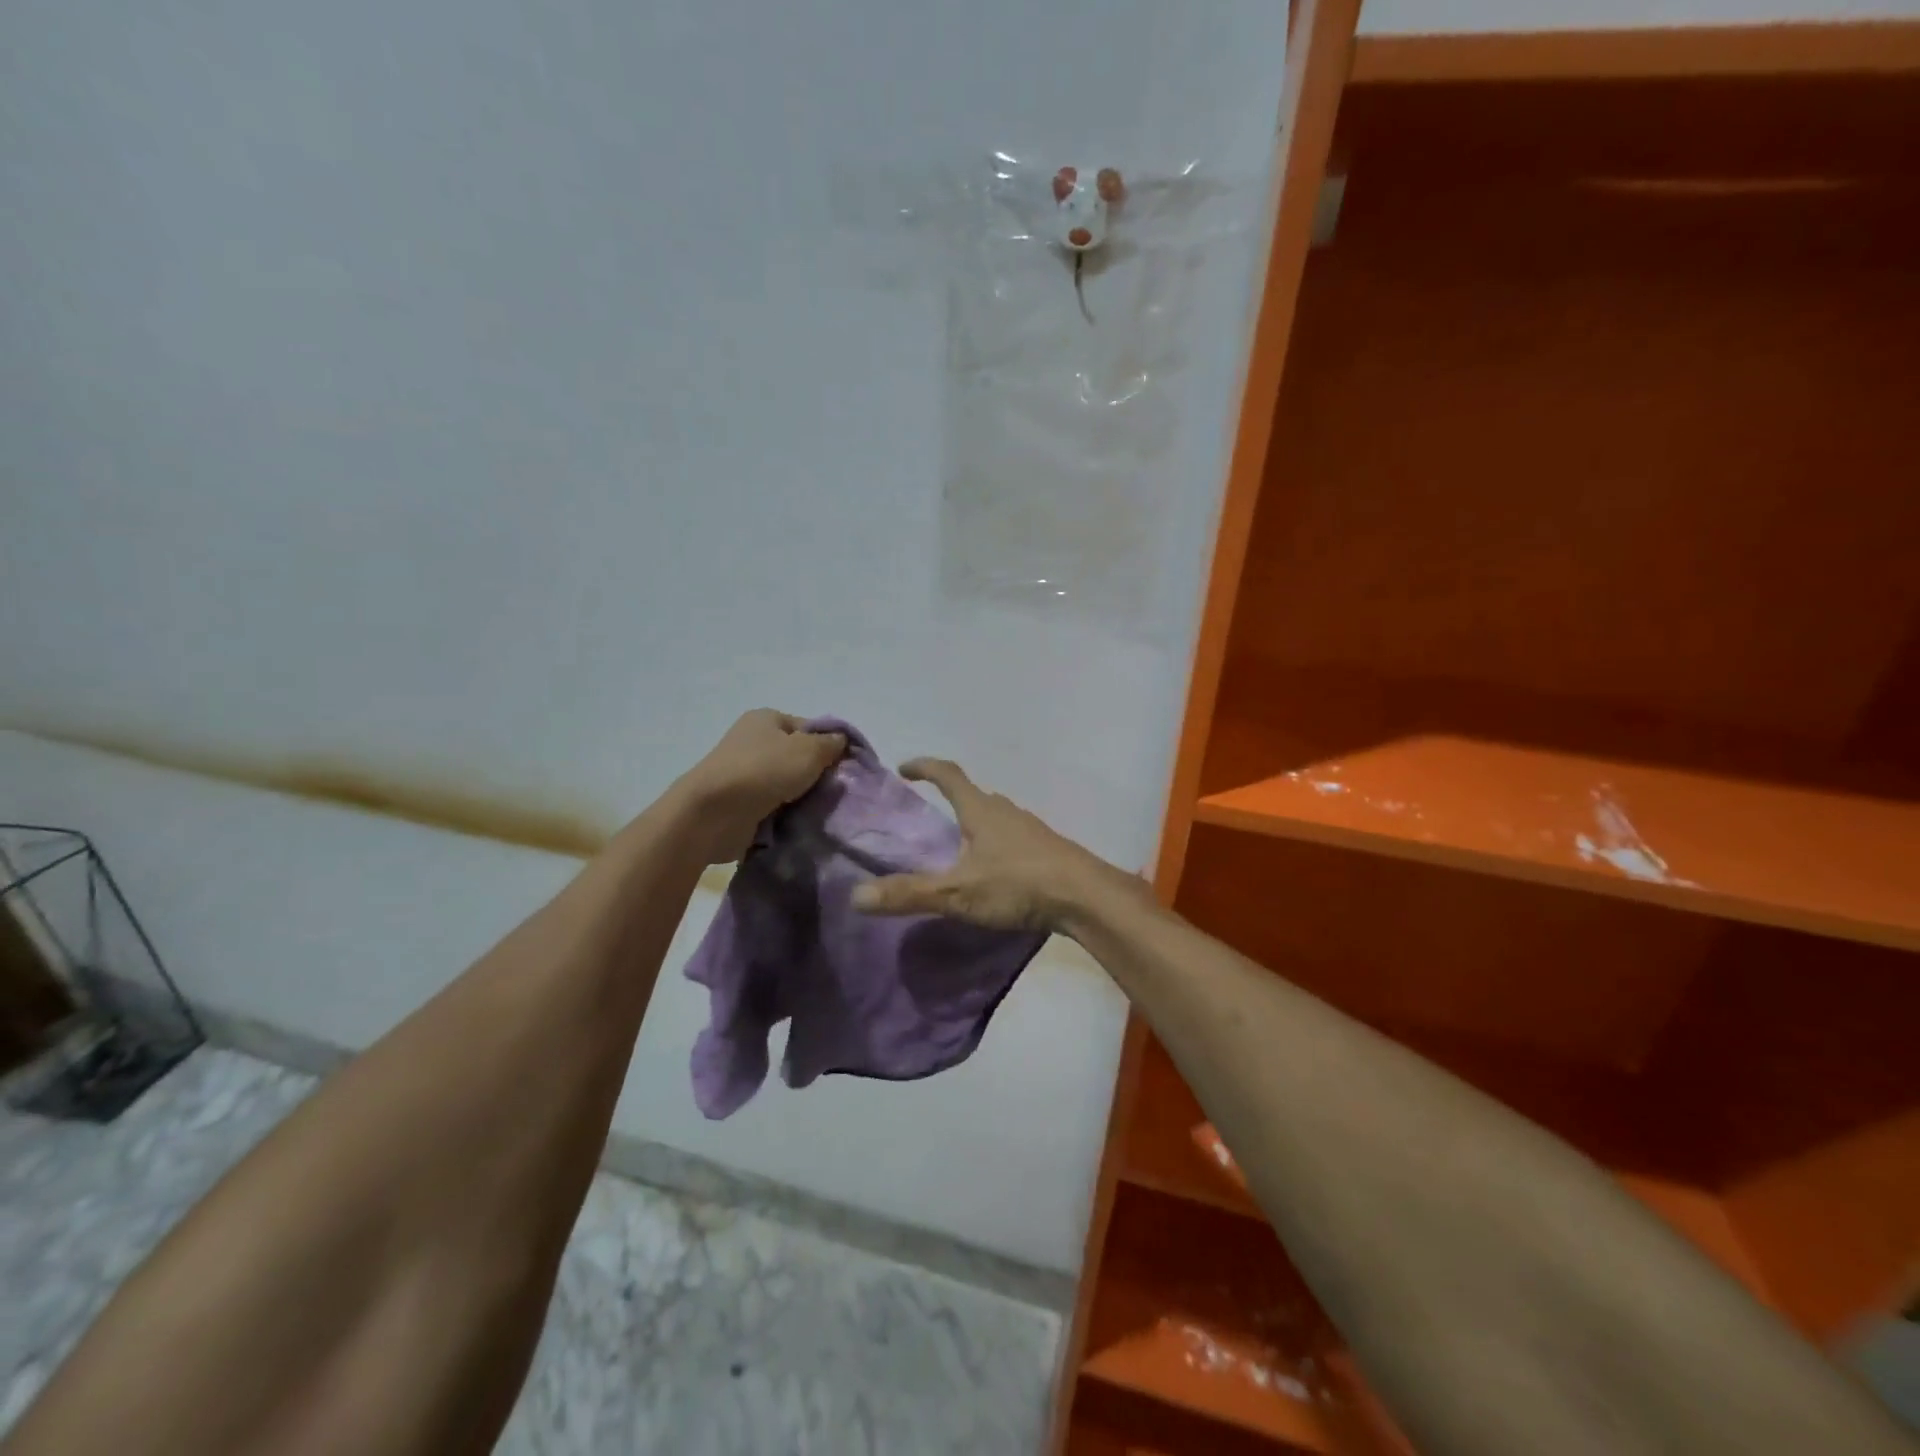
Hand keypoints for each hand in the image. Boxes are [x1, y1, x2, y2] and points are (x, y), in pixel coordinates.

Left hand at [676, 710, 846, 862]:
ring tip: (820, 811)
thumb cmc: (764, 770)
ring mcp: (743, 773)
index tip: (843, 768)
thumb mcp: (808, 750)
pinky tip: (799, 823)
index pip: (808, 728)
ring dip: (802, 797)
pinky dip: (785, 814)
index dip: (828, 745)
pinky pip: (772, 805)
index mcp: (767, 719)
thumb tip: (841, 741)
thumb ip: (830, 744)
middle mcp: (753, 741)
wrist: (713, 813)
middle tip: (835, 792)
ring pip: (786, 783)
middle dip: (816, 775)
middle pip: (797, 756)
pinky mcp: (739, 802)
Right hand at [850, 758, 1140, 932]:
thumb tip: (856, 895)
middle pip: (974, 794)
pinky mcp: (1047, 850)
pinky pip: (1013, 836)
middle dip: (951, 796)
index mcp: (981, 810)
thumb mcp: (958, 892)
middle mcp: (1006, 811)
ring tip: (960, 842)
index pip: (948, 775)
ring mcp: (1031, 829)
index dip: (925, 767)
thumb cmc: (1019, 884)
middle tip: (931, 812)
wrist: (1086, 897)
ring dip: (976, 820)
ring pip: (996, 816)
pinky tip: (995, 868)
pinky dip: (996, 842)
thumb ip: (910, 894)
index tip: (905, 768)